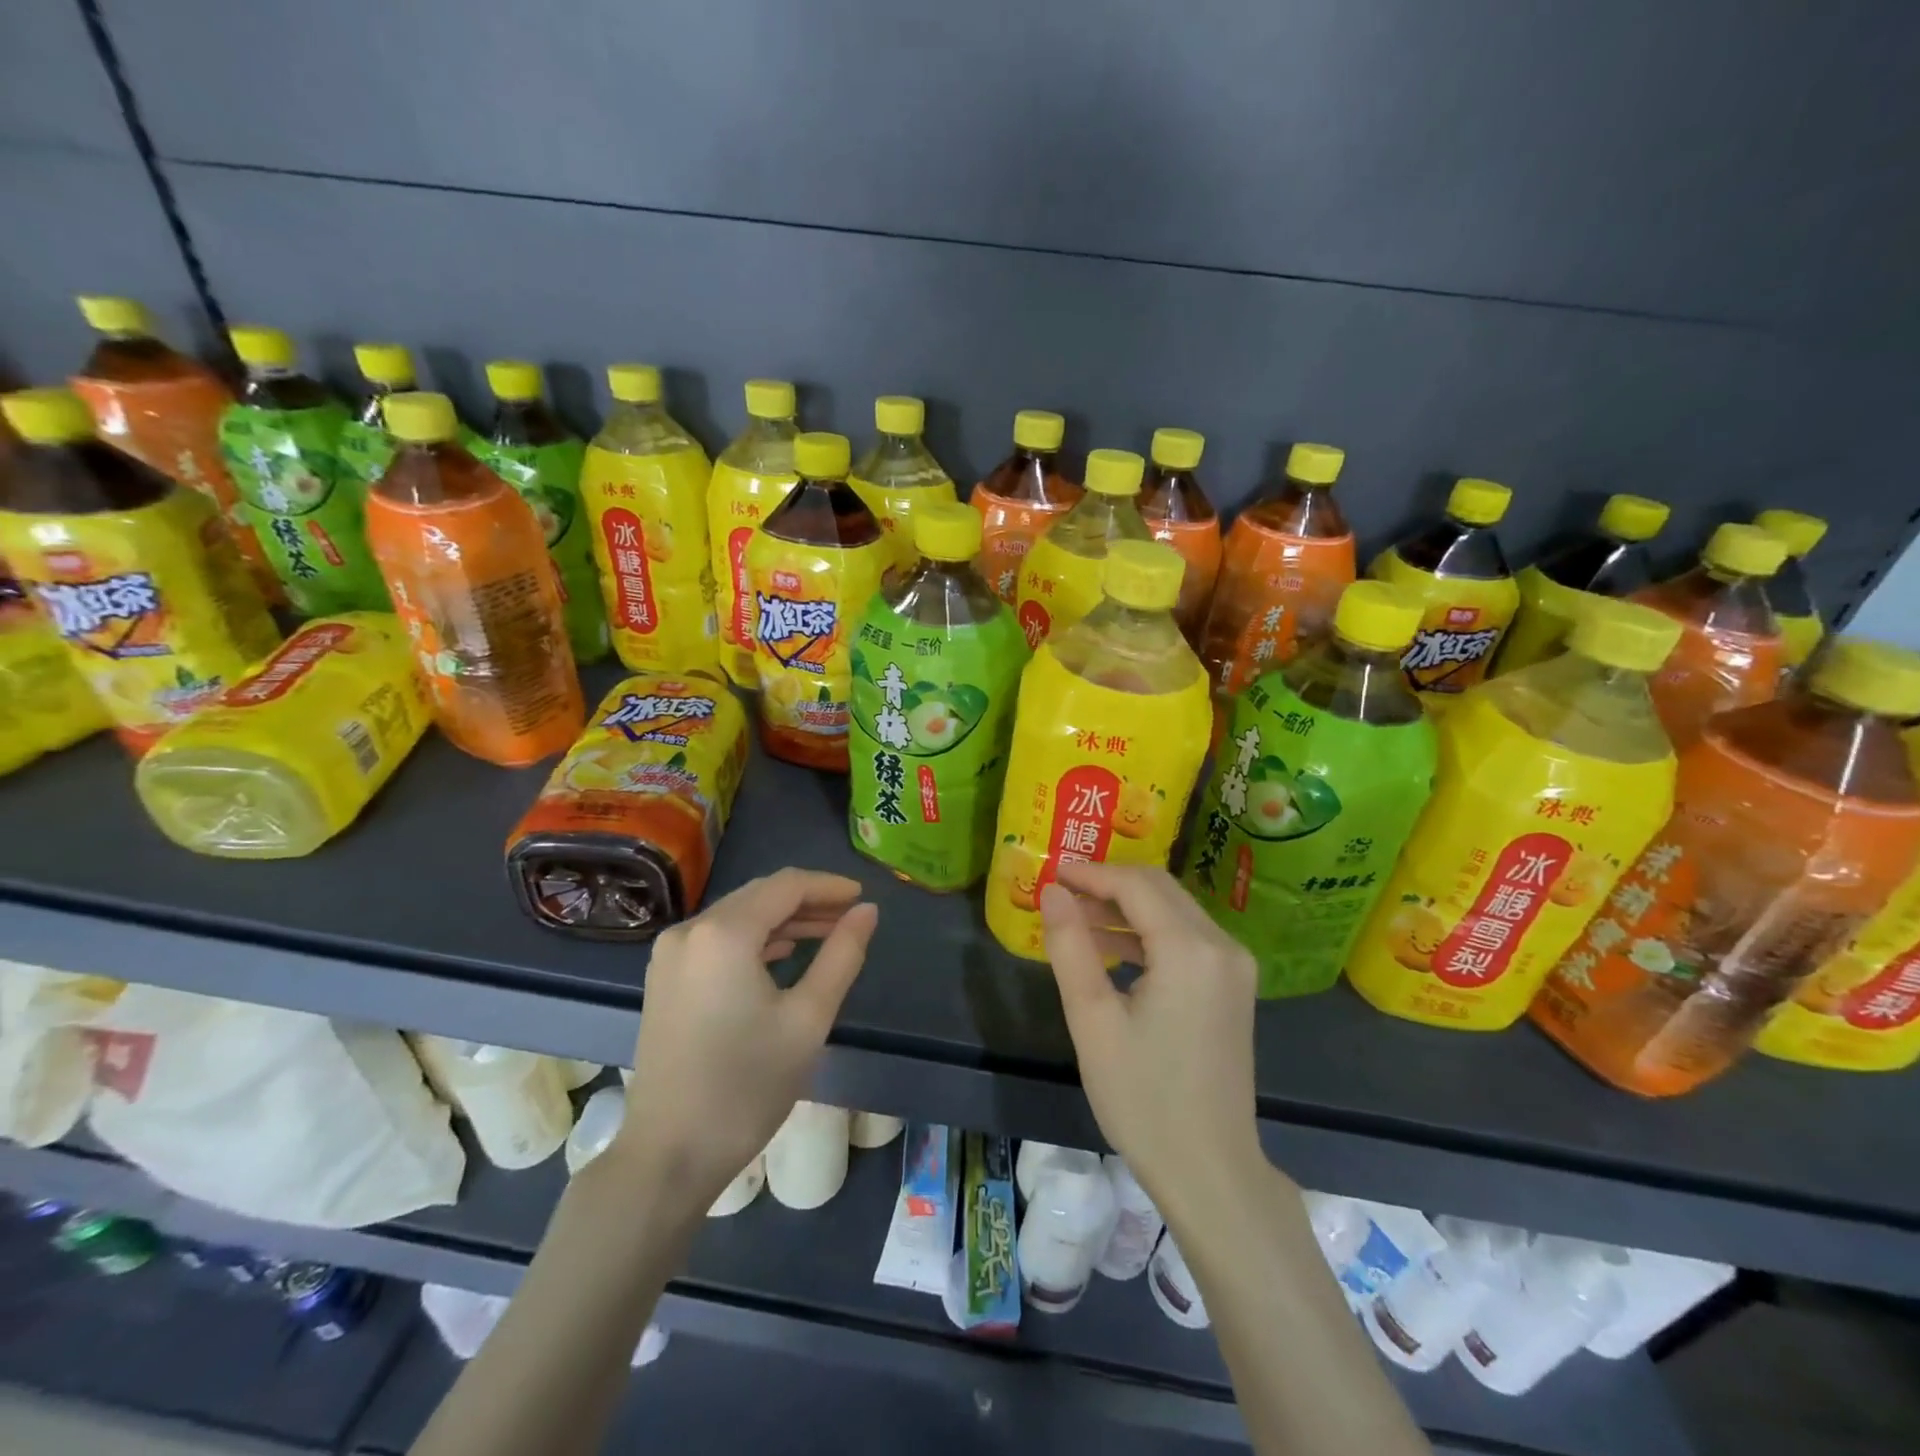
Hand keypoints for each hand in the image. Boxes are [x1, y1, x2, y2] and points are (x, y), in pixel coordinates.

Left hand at [614, 868, 877, 1209]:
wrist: (670, 1154)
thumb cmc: (747, 1085)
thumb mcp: (808, 1018)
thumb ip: (842, 955)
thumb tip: (867, 911)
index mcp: (723, 933)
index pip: (786, 886)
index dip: (828, 886)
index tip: (863, 898)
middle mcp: (690, 930)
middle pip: (760, 896)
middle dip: (808, 901)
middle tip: (851, 917)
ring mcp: (671, 954)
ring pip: (739, 916)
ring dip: (783, 920)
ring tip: (828, 934)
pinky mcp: (665, 977)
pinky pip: (718, 939)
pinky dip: (755, 939)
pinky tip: (784, 954)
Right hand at [1040, 863, 1263, 1219]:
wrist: (1210, 1171)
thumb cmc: (1143, 1098)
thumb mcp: (1092, 1020)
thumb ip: (1070, 946)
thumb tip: (1052, 892)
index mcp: (1190, 950)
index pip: (1136, 885)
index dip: (1091, 873)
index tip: (1051, 871)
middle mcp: (1222, 946)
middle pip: (1159, 889)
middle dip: (1108, 884)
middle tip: (1060, 892)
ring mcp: (1234, 967)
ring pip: (1173, 911)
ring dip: (1126, 909)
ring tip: (1076, 921)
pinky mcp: (1232, 987)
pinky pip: (1186, 939)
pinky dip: (1147, 934)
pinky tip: (1110, 950)